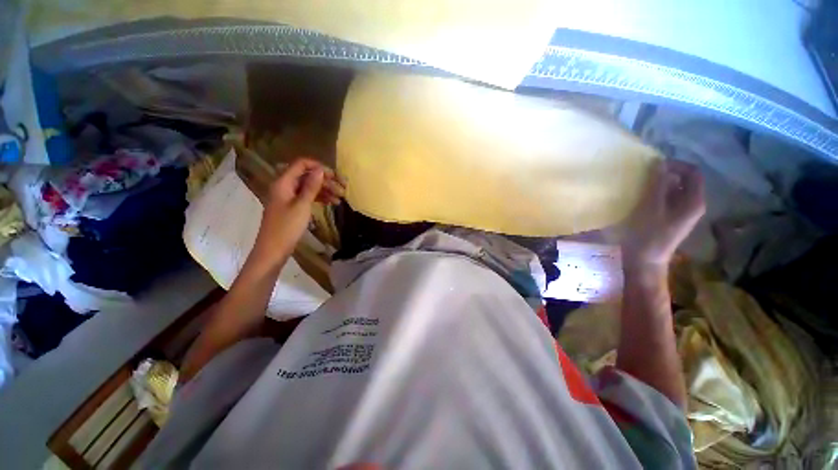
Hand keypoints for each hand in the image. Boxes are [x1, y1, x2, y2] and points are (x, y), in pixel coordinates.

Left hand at [251, 157, 344, 266]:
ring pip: (309, 187)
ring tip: (341, 198)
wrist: (273, 250)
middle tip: (343, 188)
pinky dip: (320, 198)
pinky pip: (308, 197)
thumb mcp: (302, 206)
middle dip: (326, 180)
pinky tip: (332, 203)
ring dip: (325, 190)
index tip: (335, 176)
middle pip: (307, 176)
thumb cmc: (287, 227)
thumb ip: (312, 187)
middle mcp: (285, 186)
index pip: (301, 164)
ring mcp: (289, 197)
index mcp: (283, 182)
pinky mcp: (292, 207)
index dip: (319, 167)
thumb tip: (320, 169)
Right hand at [622, 159, 704, 268]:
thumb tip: (659, 162)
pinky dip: (658, 193)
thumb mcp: (652, 208)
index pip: (692, 172)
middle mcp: (693, 204)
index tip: (654, 165)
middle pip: (686, 180)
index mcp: (694, 201)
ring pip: (676, 189)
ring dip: (661, 183)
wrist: (646, 261)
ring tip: (642, 184)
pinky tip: (644, 197)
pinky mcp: (673, 218)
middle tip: (646, 174)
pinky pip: (670, 198)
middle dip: (668, 173)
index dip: (675, 164)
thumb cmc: (648, 235)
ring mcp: (683, 212)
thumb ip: (658, 185)